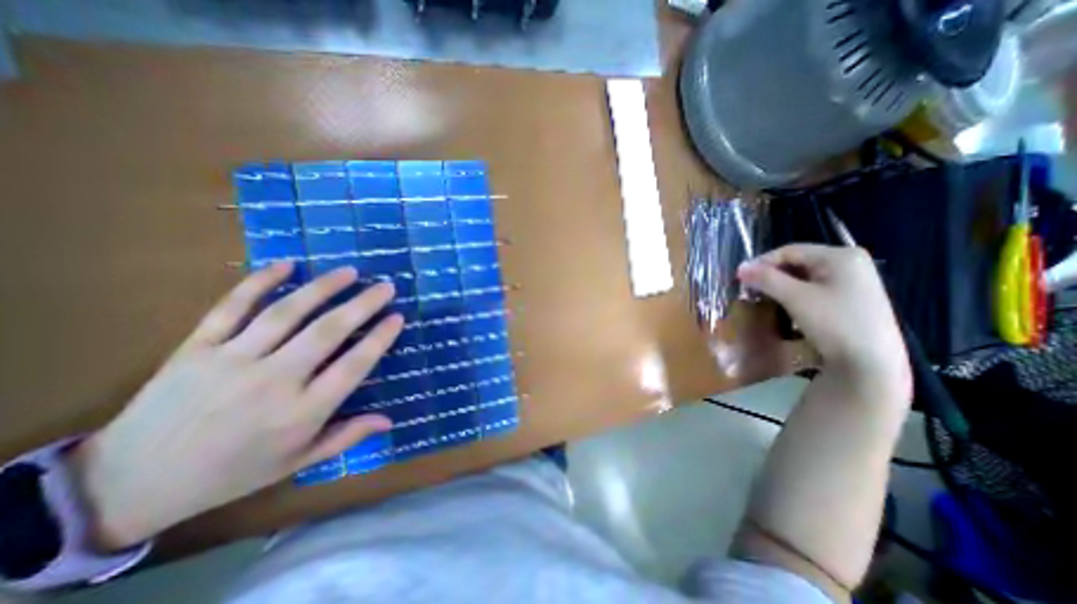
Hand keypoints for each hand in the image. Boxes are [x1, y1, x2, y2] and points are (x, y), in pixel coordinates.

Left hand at [67, 264, 403, 552]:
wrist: (127, 484)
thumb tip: (389, 420)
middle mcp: (272, 381)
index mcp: (300, 413)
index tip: (397, 318)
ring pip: (286, 313)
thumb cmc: (232, 472)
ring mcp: (231, 361)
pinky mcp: (195, 348)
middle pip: (327, 332)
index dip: (379, 338)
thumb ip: (346, 437)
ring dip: (323, 288)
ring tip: (349, 272)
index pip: (353, 366)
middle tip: (385, 286)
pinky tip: (285, 265)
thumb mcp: (297, 462)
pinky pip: (231, 308)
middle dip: (362, 305)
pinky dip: (259, 283)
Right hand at [742, 246, 907, 406]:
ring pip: (804, 277)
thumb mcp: (795, 297)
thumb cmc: (834, 323)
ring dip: (780, 286)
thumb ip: (766, 279)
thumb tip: (740, 267)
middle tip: (751, 289)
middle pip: (798, 262)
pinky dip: (795, 294)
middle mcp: (850, 263)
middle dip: (771, 275)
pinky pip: (815, 289)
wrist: (871, 364)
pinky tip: (786, 306)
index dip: (762, 262)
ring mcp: (854, 282)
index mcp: (840, 256)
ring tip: (764, 298)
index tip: (741, 278)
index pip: (789, 251)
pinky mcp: (851, 299)